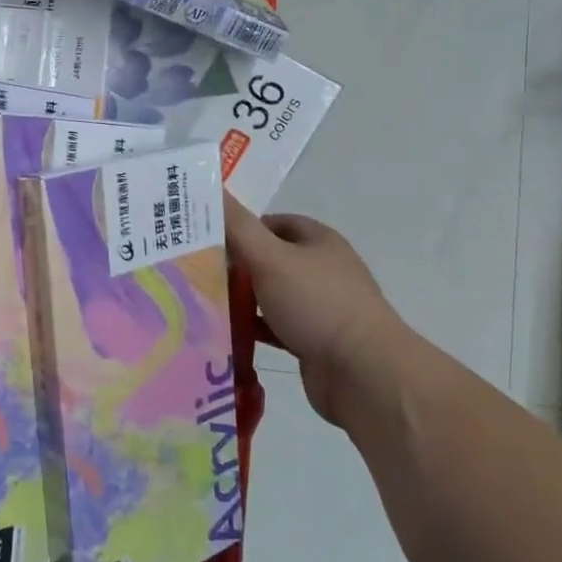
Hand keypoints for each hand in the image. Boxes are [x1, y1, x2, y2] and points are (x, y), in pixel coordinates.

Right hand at [225, 195, 405, 423]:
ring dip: (243, 299)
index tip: (207, 240)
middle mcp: (322, 269)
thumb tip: (212, 187)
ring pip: (271, 295)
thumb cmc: (317, 304)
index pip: (272, 223)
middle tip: (197, 272)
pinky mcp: (314, 341)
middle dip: (236, 265)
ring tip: (203, 302)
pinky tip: (227, 332)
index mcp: (318, 241)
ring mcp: (320, 307)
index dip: (240, 228)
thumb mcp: (270, 258)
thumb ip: (237, 226)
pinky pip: (275, 327)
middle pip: (269, 259)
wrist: (364, 374)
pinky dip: (254, 328)